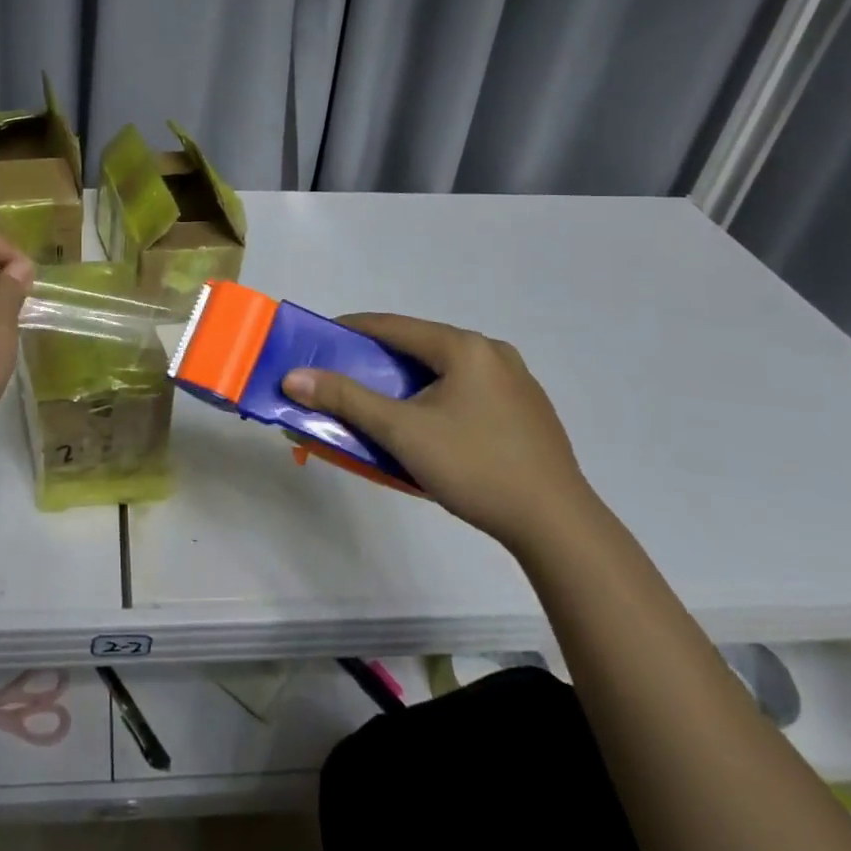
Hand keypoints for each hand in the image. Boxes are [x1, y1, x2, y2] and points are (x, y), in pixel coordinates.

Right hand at [282, 314, 594, 550]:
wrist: (557, 525)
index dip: (351, 330)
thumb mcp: (401, 432)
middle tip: (345, 378)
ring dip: (409, 381)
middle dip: (379, 360)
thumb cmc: (474, 467)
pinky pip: (468, 390)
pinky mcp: (527, 411)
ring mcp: (516, 382)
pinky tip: (430, 427)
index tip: (319, 341)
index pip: (393, 326)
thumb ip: (346, 399)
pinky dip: (438, 397)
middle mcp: (492, 353)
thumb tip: (293, 377)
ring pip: (445, 370)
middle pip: (420, 345)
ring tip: (382, 405)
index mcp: (464, 347)